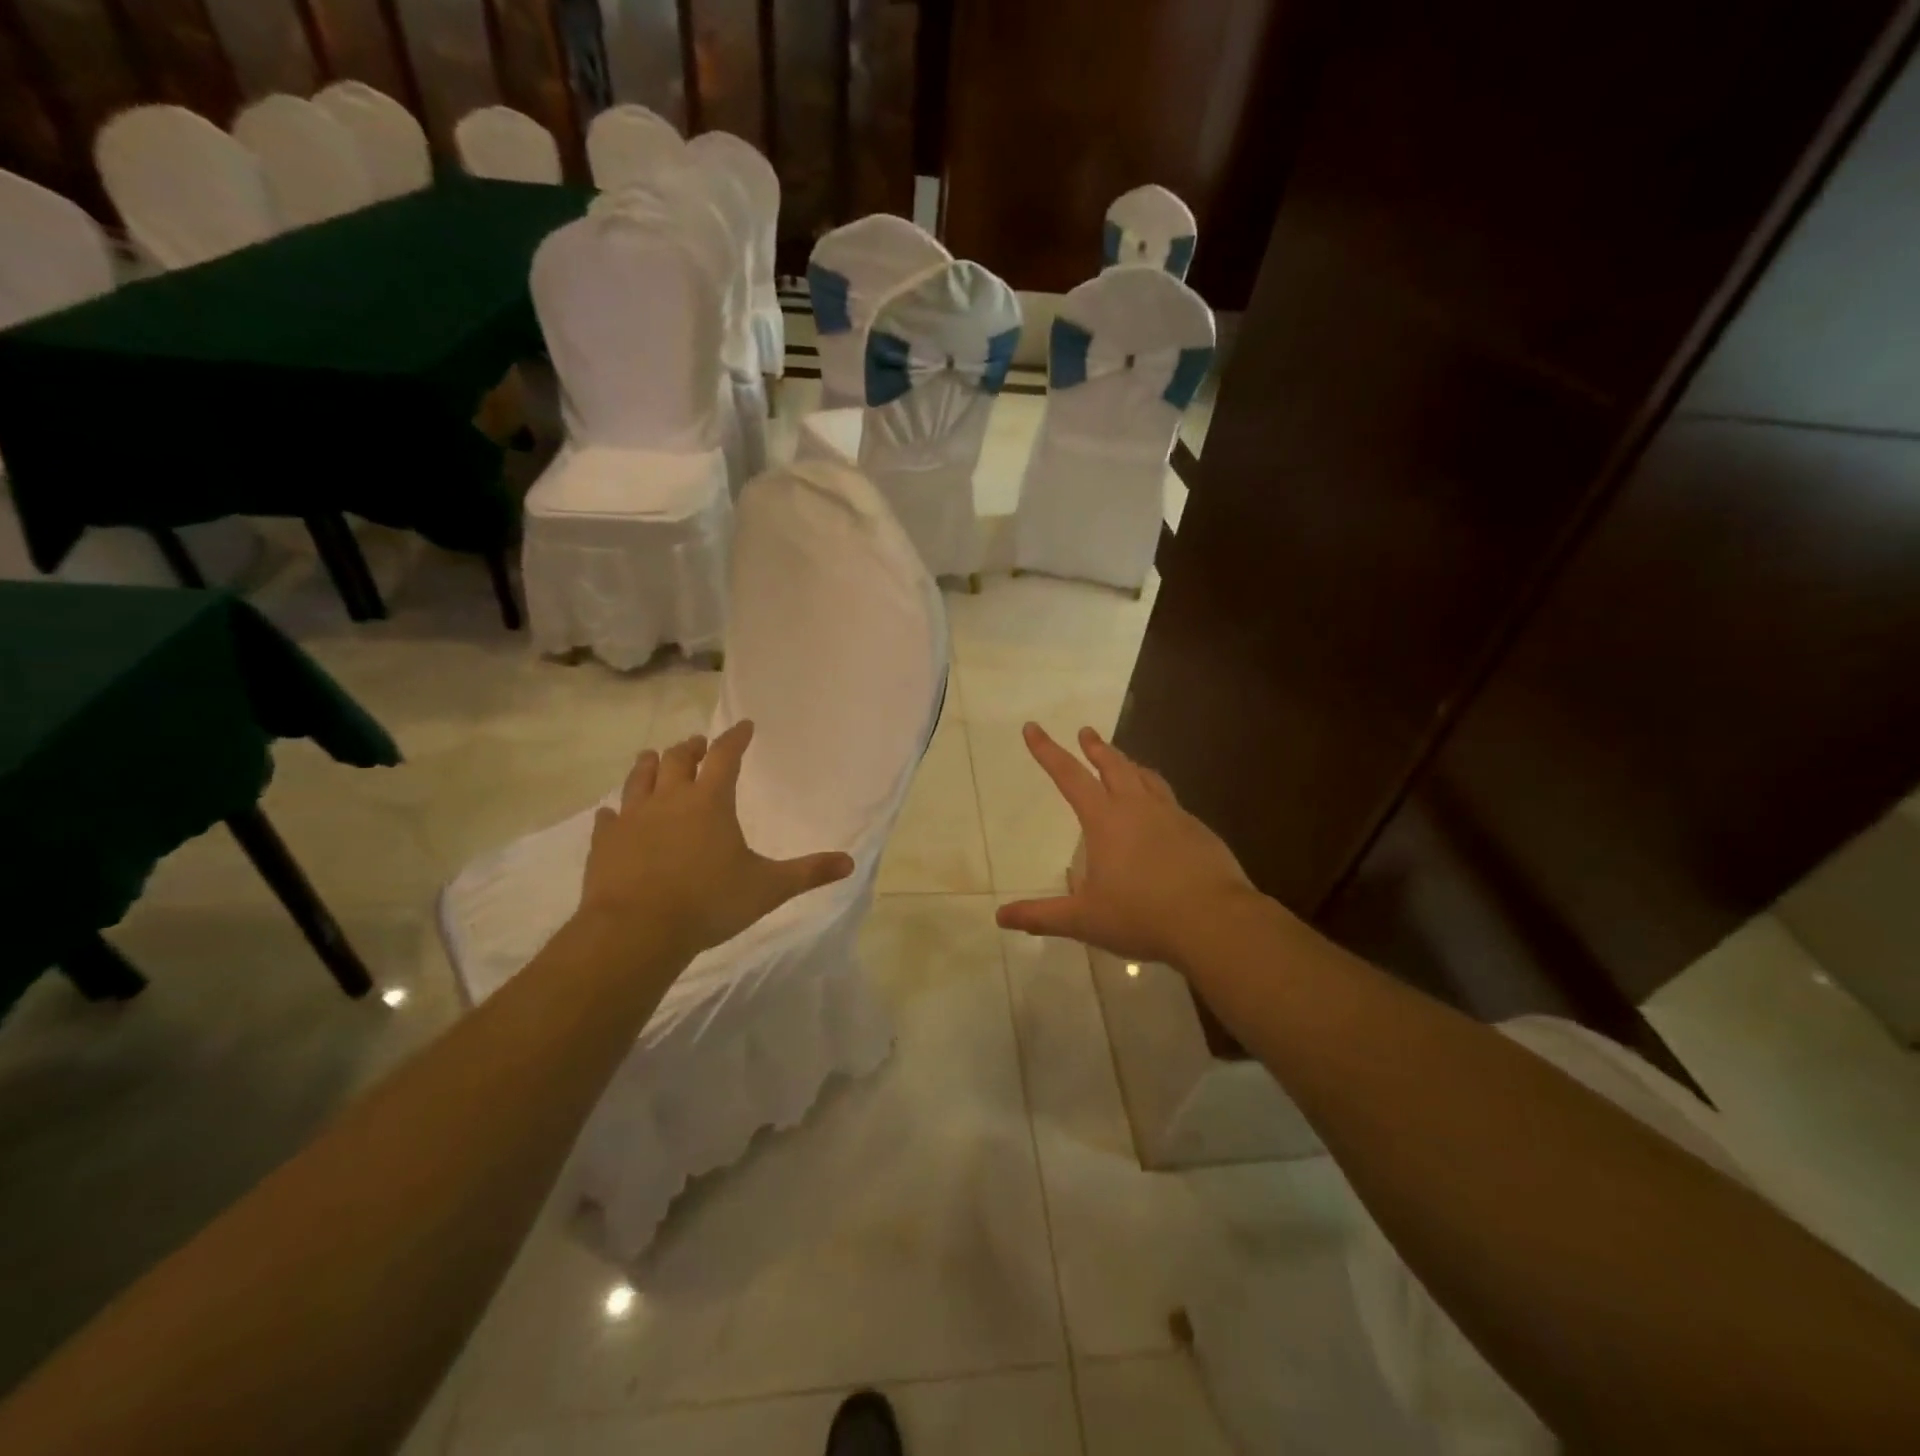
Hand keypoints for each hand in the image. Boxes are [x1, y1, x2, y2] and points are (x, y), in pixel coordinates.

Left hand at [578, 721, 854, 960]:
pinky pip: (609, 819)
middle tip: (698, 745)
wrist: (637, 930)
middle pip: (678, 759)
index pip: (725, 756)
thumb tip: (849, 863)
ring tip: (654, 757)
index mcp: (710, 801)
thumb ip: (808, 872)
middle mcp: (670, 799)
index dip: (736, 738)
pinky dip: (614, 813)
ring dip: (650, 765)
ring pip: (639, 778)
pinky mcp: (605, 842)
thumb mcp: (768, 888)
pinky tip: (611, 814)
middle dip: (691, 748)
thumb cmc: (709, 902)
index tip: (744, 726)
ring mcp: (632, 818)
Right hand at [996, 724, 1256, 968]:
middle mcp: (1138, 808)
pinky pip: (1172, 802)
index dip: (1047, 751)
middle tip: (1086, 733)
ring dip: (1130, 765)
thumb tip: (1001, 917)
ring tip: (1125, 762)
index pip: (1069, 776)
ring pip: (1147, 778)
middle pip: (1114, 765)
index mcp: (1105, 820)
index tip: (1033, 728)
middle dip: (1096, 748)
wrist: (1215, 921)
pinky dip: (1157, 795)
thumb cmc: (1141, 916)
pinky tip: (1161, 813)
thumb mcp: (1084, 920)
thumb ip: (1042, 916)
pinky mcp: (1199, 832)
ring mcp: (1174, 816)